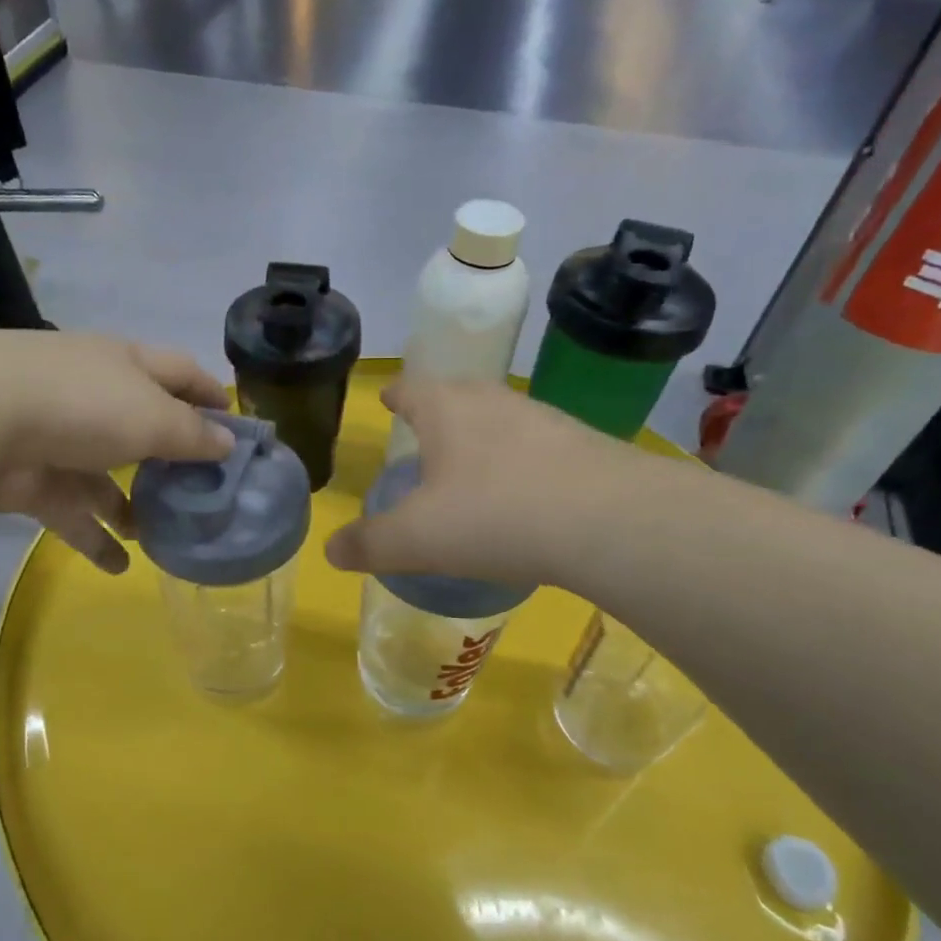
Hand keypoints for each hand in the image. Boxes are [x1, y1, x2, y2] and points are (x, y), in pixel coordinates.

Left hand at [0, 332, 234, 572]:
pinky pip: (74, 513)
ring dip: (134, 507)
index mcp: (126, 366)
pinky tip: (120, 565)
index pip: (180, 373)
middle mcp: (95, 397)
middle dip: (172, 459)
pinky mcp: (33, 480)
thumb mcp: (153, 416)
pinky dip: (95, 538)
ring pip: (107, 478)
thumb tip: (227, 445)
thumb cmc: (83, 404)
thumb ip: (193, 435)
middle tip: (205, 494)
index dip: (210, 394)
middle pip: (145, 427)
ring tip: (163, 536)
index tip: (238, 426)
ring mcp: (60, 440)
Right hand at [324, 379, 618, 585]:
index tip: (388, 397)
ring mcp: (543, 419)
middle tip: (425, 434)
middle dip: (438, 411)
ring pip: (500, 418)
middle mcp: (493, 401)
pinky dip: (520, 462)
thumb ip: (369, 544)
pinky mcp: (583, 445)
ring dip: (481, 436)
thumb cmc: (494, 517)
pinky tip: (524, 495)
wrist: (610, 521)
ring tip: (471, 468)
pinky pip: (537, 446)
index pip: (411, 388)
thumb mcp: (417, 539)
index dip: (395, 394)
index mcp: (446, 409)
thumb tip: (330, 551)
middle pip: (457, 394)